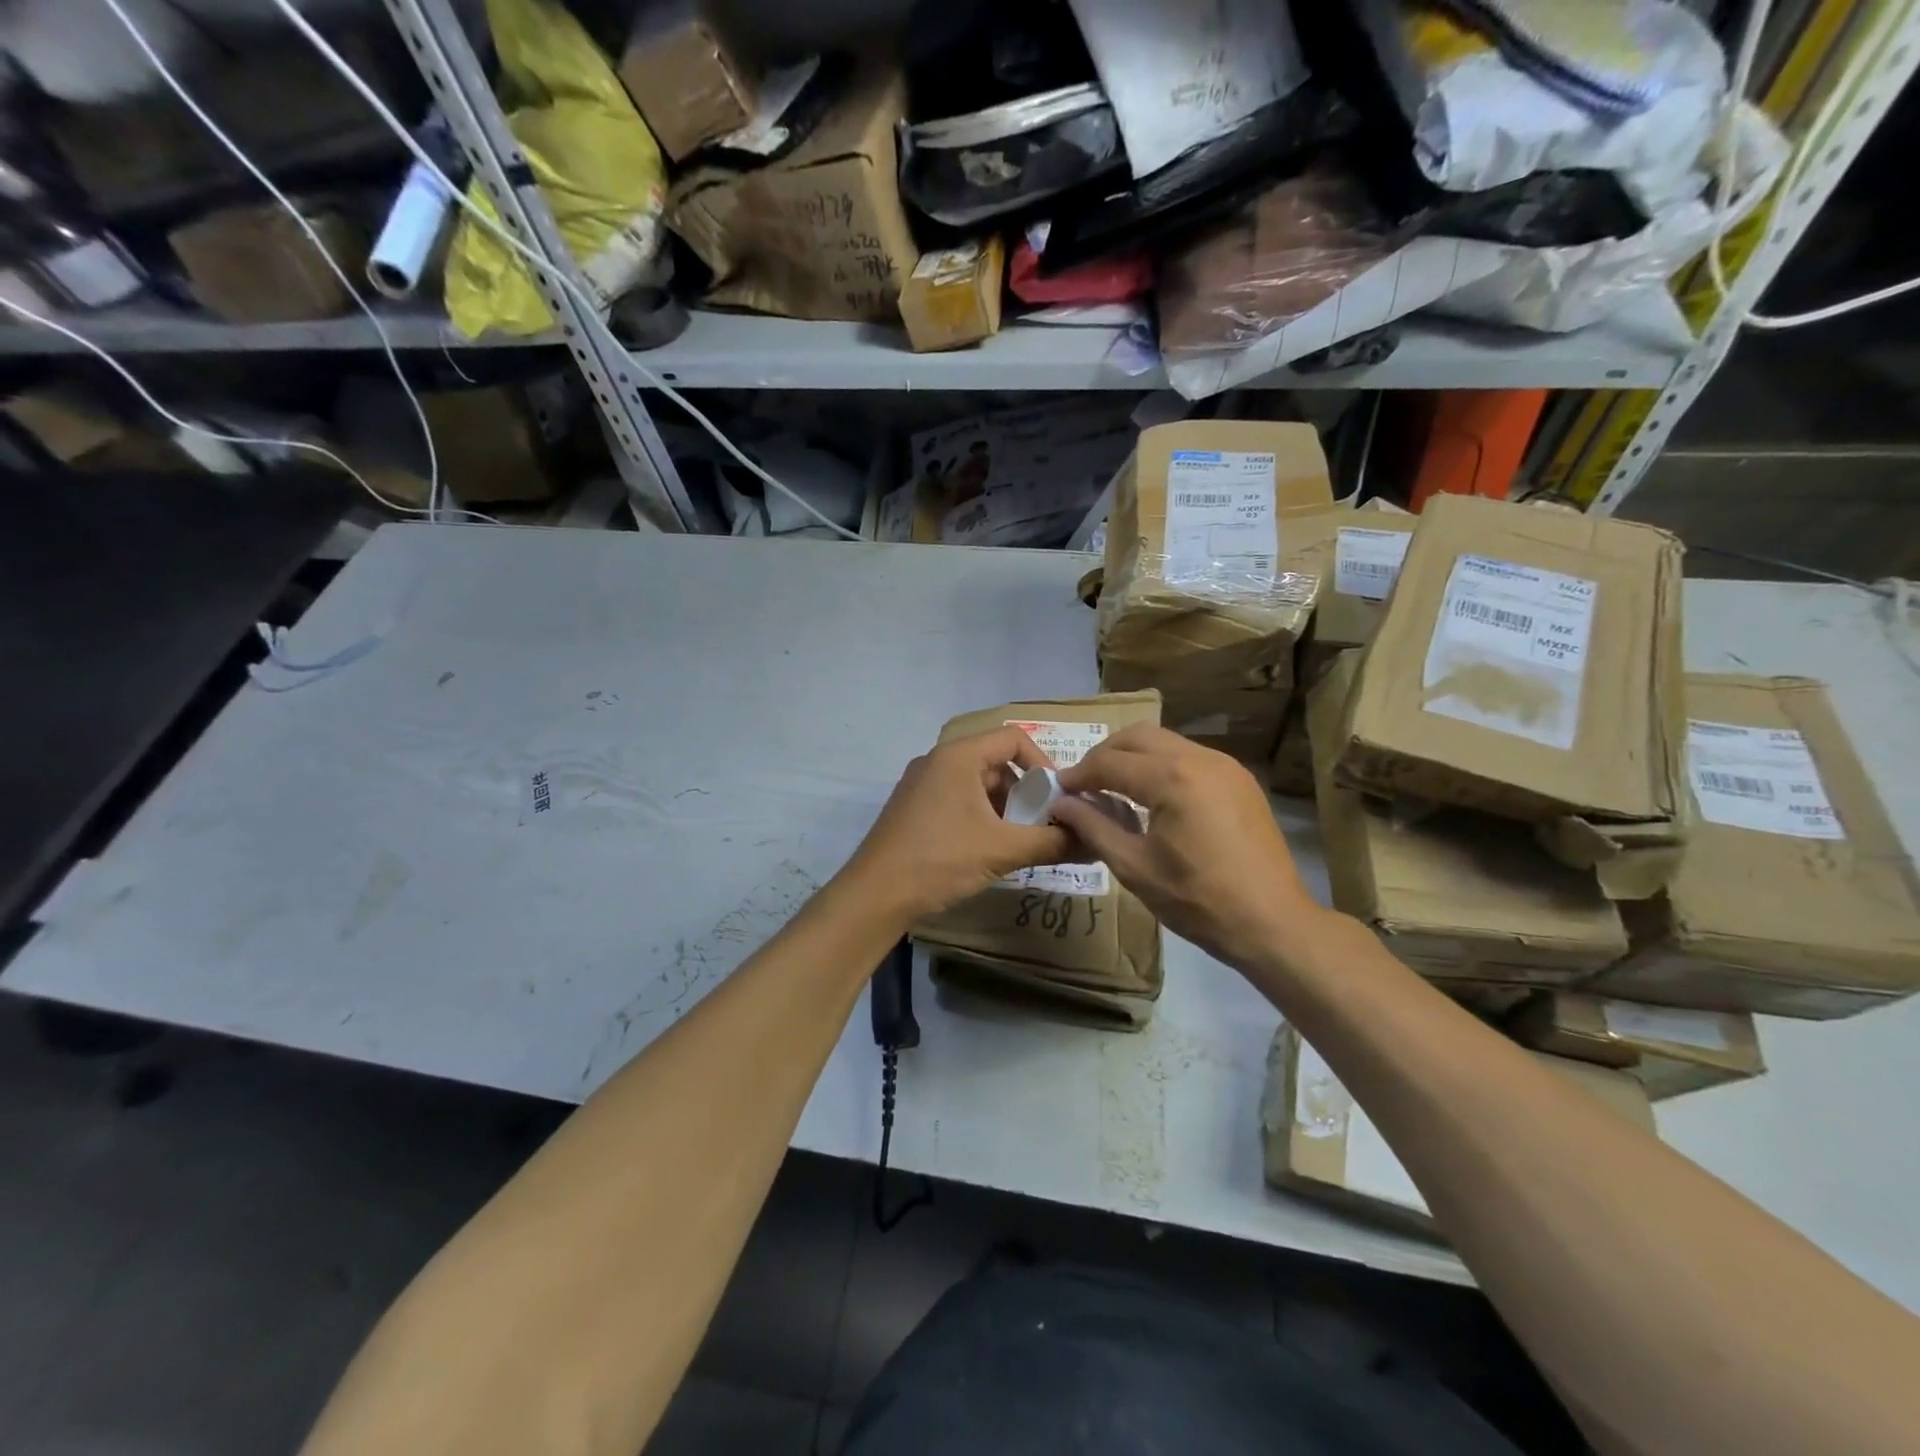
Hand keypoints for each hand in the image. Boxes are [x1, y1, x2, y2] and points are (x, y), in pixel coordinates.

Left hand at [839, 726, 1075, 923]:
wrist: (874, 895)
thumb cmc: (940, 860)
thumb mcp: (1002, 850)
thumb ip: (1052, 842)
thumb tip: (1094, 842)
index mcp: (958, 756)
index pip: (1013, 738)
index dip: (1043, 764)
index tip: (1058, 799)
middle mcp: (938, 761)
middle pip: (996, 762)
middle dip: (1025, 793)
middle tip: (1043, 826)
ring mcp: (921, 785)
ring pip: (977, 785)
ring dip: (1005, 809)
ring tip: (1019, 842)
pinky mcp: (913, 808)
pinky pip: (958, 800)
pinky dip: (981, 818)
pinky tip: (989, 850)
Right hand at [1051, 725, 1320, 969]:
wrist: (1272, 922)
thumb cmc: (1198, 900)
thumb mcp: (1134, 867)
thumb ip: (1093, 828)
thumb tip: (1061, 804)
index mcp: (1171, 779)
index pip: (1110, 762)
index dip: (1078, 774)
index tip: (1057, 790)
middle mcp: (1199, 758)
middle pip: (1137, 737)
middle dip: (1104, 755)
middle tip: (1083, 784)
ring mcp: (1225, 765)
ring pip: (1165, 742)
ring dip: (1133, 757)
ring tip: (1113, 788)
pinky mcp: (1240, 779)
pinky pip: (1189, 756)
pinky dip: (1161, 765)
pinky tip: (1153, 796)